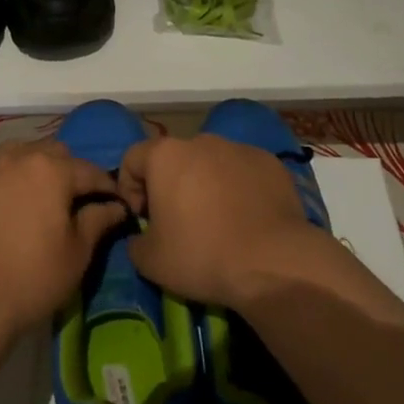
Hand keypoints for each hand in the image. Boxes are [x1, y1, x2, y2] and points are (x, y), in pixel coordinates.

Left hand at [0, 141, 127, 336]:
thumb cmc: (31, 279)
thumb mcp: (76, 255)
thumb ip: (98, 221)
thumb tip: (116, 206)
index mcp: (53, 170)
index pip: (89, 171)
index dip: (105, 186)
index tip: (112, 202)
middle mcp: (20, 154)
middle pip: (54, 152)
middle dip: (68, 171)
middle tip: (70, 201)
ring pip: (20, 150)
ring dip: (33, 166)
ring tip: (33, 194)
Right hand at [117, 135, 315, 308]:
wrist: (274, 262)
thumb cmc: (202, 255)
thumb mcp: (151, 261)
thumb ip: (135, 242)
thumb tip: (142, 237)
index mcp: (164, 155)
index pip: (132, 159)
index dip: (130, 189)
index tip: (143, 218)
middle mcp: (199, 141)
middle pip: (173, 159)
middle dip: (171, 186)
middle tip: (179, 223)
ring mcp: (237, 148)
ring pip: (210, 163)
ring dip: (206, 185)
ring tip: (218, 222)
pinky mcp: (269, 162)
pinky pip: (243, 172)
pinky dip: (239, 188)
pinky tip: (248, 219)